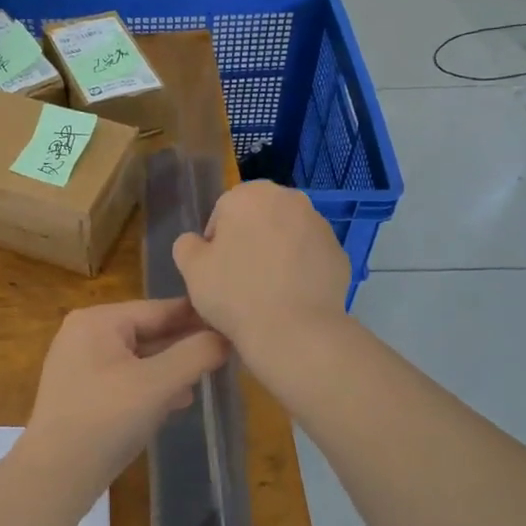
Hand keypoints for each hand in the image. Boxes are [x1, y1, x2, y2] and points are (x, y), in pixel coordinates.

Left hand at [24, 298, 229, 486]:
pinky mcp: (81, 392)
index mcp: (98, 320)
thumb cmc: (107, 419)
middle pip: (147, 331)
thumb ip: (195, 354)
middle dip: (184, 345)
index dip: (198, 317)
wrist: (56, 475)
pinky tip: (176, 402)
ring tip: (206, 379)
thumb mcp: (158, 384)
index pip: (159, 309)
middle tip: (226, 356)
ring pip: (138, 357)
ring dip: (170, 368)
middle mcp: (85, 333)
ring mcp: (79, 363)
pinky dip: (150, 386)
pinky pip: (124, 378)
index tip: (233, 323)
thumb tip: (225, 336)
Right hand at [172, 181, 349, 362]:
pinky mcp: (339, 252)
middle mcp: (289, 198)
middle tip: (239, 279)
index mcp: (249, 194)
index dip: (215, 243)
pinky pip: (309, 256)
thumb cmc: (234, 293)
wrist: (294, 331)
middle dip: (249, 241)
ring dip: (275, 253)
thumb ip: (186, 245)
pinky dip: (300, 269)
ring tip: (266, 291)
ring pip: (286, 235)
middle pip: (258, 218)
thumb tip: (197, 242)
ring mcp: (320, 224)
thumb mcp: (190, 269)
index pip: (223, 212)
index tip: (216, 271)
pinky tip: (290, 297)